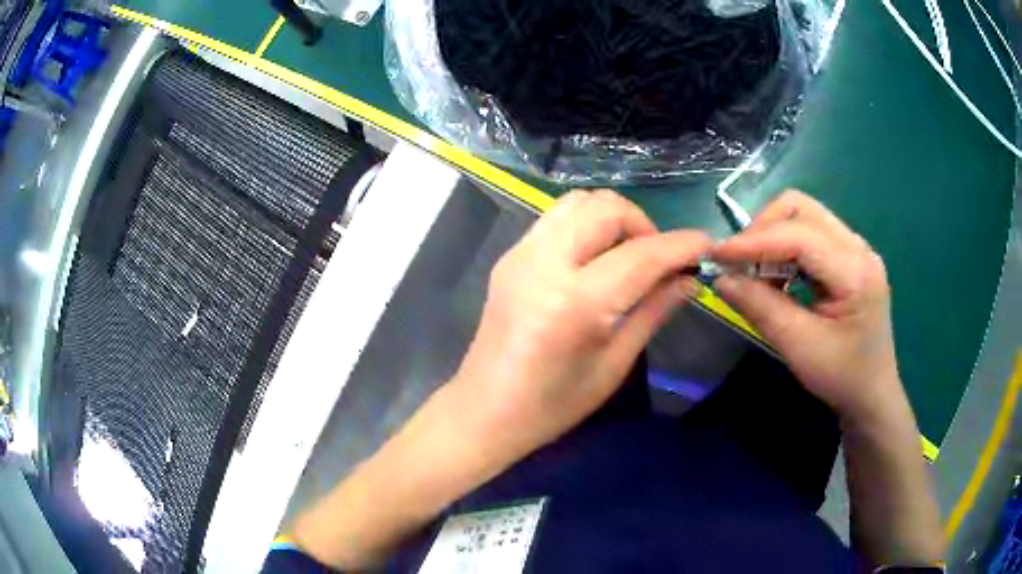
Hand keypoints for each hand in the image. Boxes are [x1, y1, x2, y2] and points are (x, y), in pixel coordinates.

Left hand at [452, 190, 709, 459]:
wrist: (485, 410)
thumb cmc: (553, 404)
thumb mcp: (614, 364)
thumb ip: (654, 311)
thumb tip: (690, 279)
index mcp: (574, 302)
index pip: (641, 254)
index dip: (681, 245)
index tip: (707, 245)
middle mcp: (544, 263)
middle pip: (606, 208)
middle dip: (644, 224)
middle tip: (659, 260)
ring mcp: (521, 254)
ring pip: (578, 202)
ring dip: (614, 217)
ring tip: (629, 254)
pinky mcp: (510, 255)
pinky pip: (557, 218)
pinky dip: (587, 224)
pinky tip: (597, 258)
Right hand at [711, 191, 904, 424]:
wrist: (872, 393)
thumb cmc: (842, 377)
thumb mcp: (799, 347)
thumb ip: (761, 308)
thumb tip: (722, 278)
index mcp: (855, 270)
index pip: (799, 235)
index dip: (754, 241)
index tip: (716, 256)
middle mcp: (858, 247)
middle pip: (801, 208)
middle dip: (763, 229)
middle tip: (739, 263)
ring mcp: (856, 249)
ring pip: (803, 216)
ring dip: (772, 237)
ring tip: (755, 272)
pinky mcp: (848, 256)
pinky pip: (809, 234)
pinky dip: (785, 248)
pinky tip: (777, 276)